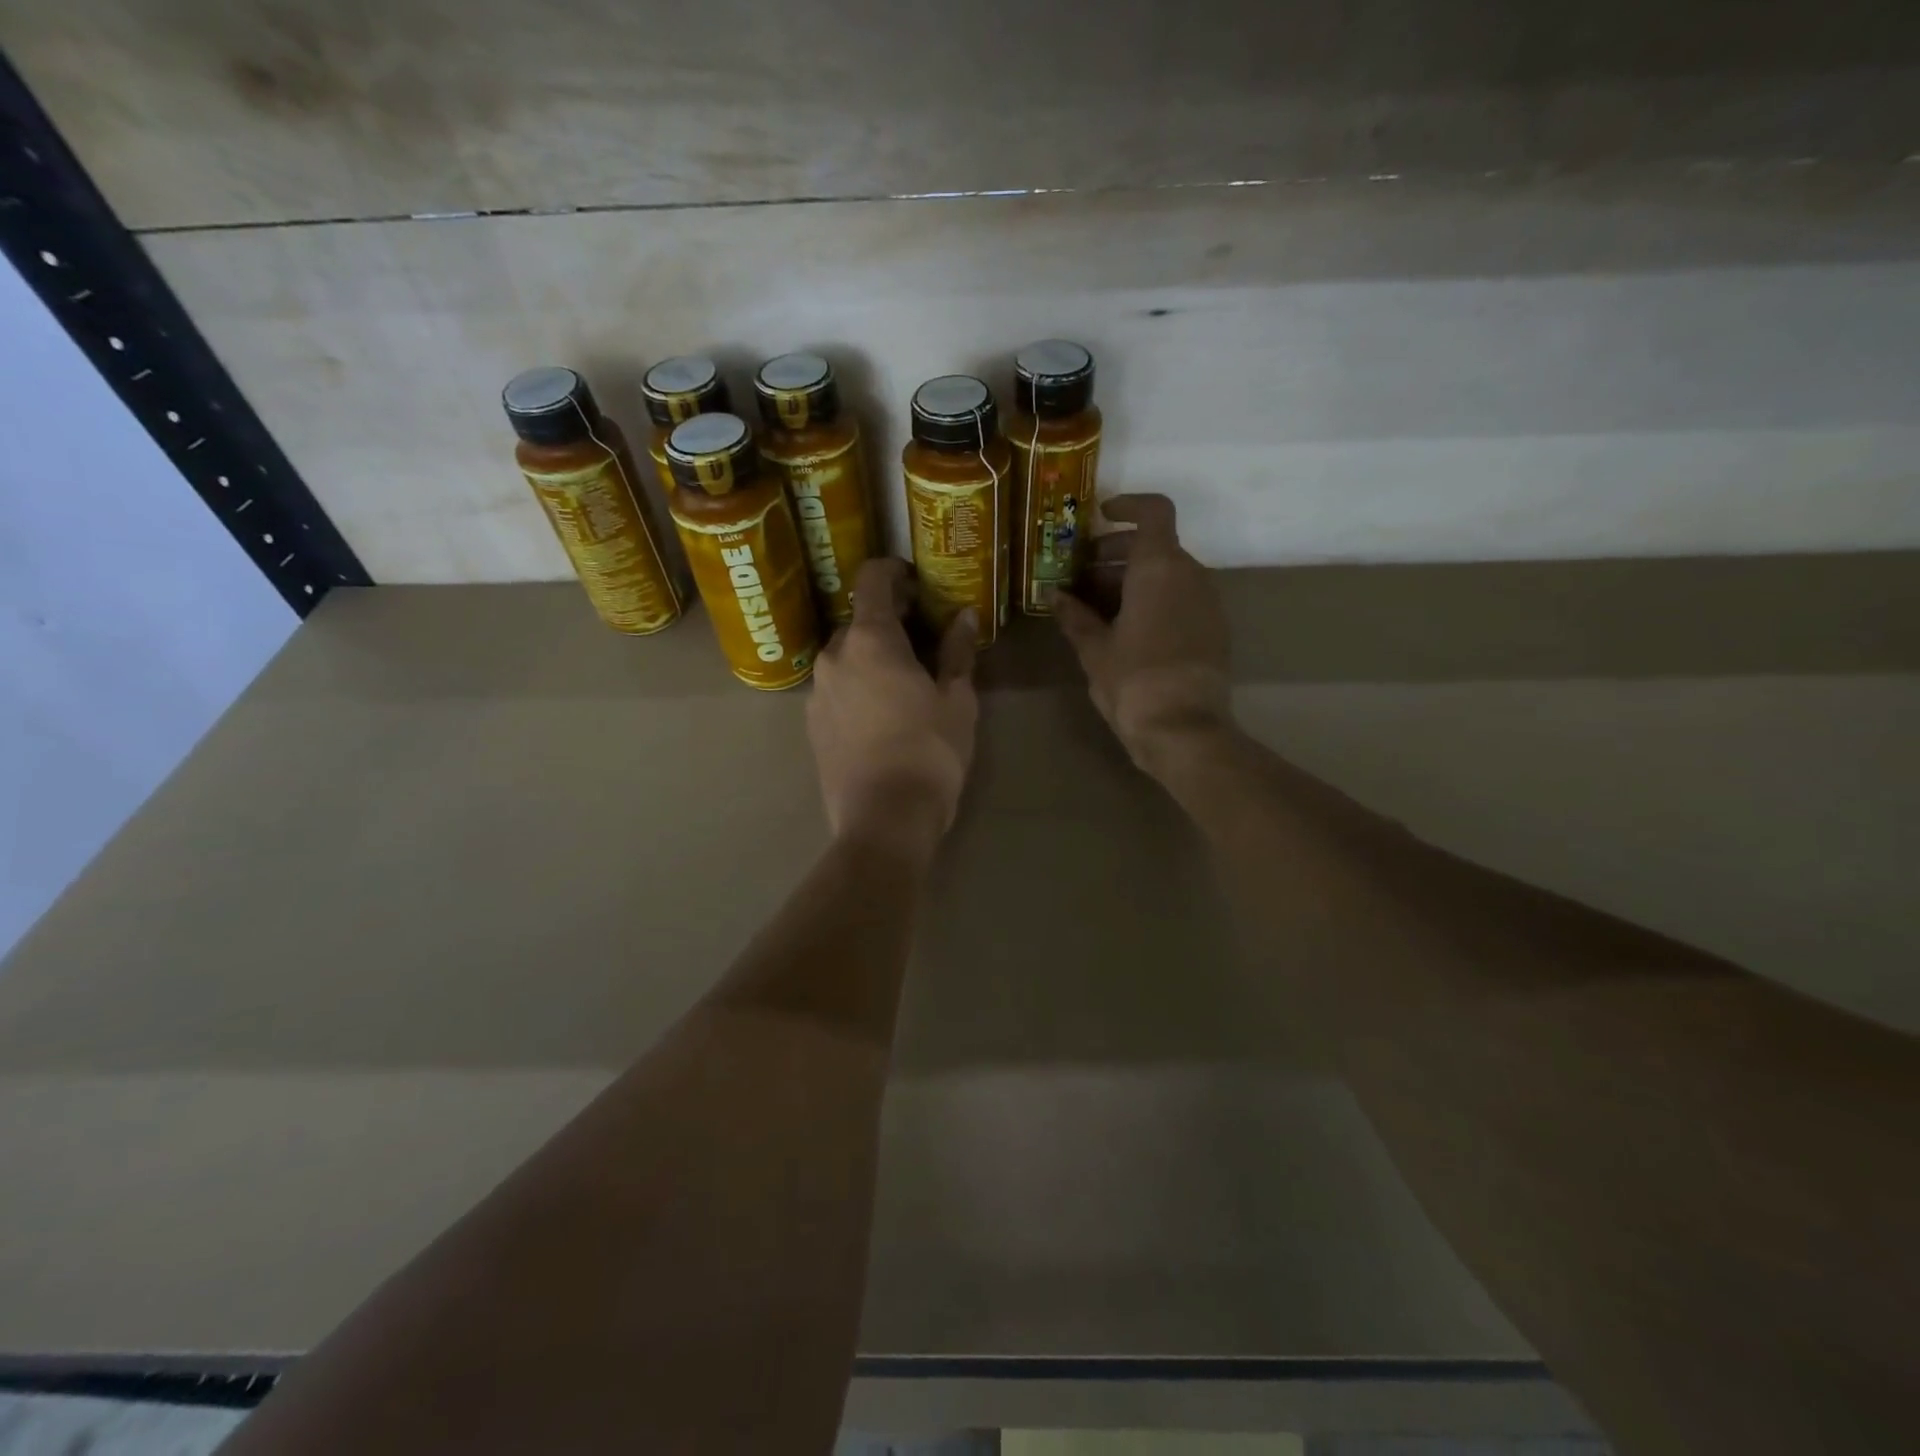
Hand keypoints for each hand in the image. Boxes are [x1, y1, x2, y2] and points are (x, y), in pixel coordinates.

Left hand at [808, 557, 978, 857]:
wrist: (884, 821)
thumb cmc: (930, 752)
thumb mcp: (957, 700)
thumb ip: (958, 652)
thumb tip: (964, 616)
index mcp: (870, 639)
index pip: (872, 579)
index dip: (895, 572)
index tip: (917, 583)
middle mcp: (833, 656)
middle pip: (858, 621)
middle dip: (889, 622)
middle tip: (923, 640)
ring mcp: (816, 692)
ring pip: (845, 657)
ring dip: (872, 657)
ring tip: (904, 682)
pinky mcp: (811, 725)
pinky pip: (836, 689)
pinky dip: (857, 686)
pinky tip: (881, 715)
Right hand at [1056, 493, 1233, 777]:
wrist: (1184, 729)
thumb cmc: (1133, 680)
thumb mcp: (1094, 648)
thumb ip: (1074, 616)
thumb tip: (1055, 596)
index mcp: (1160, 567)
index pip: (1154, 511)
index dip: (1129, 505)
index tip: (1101, 516)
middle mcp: (1191, 574)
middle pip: (1157, 545)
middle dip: (1118, 553)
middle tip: (1083, 574)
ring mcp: (1208, 602)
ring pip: (1169, 573)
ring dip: (1134, 579)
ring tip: (1098, 606)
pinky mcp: (1214, 630)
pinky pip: (1181, 598)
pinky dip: (1154, 600)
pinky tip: (1126, 629)